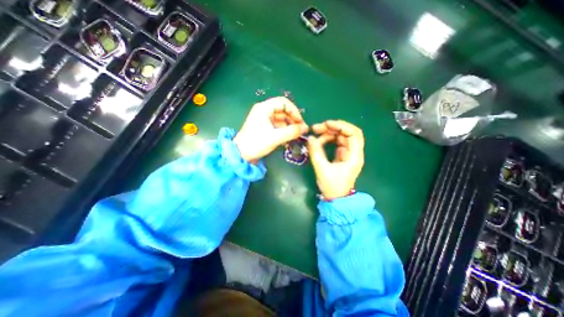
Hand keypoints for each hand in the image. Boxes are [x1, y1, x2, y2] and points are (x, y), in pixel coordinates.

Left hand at [234, 96, 307, 163]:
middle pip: (283, 111)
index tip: (300, 122)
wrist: (241, 154)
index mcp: (264, 108)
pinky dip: (283, 130)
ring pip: (281, 119)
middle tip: (301, 130)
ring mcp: (263, 119)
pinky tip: (288, 139)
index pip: (284, 103)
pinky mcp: (263, 127)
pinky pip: (277, 125)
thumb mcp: (276, 137)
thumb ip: (292, 132)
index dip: (294, 111)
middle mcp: (264, 110)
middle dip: (293, 120)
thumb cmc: (257, 143)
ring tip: (296, 136)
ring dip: (289, 126)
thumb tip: (305, 128)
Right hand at [308, 121, 365, 198]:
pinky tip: (319, 141)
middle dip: (332, 128)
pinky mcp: (342, 155)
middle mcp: (354, 152)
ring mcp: (348, 153)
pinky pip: (336, 142)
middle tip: (316, 128)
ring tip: (315, 135)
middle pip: (346, 133)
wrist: (336, 199)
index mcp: (354, 156)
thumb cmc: (332, 186)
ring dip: (328, 133)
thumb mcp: (322, 169)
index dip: (341, 126)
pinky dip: (327, 140)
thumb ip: (316, 152)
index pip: (354, 134)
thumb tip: (310, 138)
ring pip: (340, 136)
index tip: (326, 124)